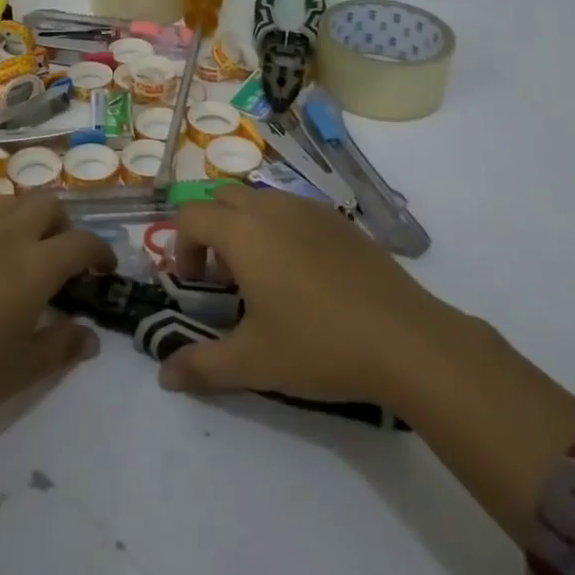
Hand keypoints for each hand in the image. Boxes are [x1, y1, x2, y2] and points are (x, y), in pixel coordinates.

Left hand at [0, 192, 114, 417]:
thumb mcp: (23, 370)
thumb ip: (61, 347)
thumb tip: (90, 337)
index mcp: (36, 266)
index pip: (81, 242)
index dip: (100, 250)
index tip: (104, 268)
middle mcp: (7, 237)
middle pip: (47, 203)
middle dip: (62, 223)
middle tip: (60, 255)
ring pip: (9, 201)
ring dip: (25, 216)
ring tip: (21, 247)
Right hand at [166, 185, 574, 543]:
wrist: (409, 341)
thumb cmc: (320, 345)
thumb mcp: (254, 362)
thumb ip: (202, 365)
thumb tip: (165, 376)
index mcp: (242, 231)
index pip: (190, 216)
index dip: (181, 248)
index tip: (196, 286)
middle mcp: (271, 208)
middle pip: (221, 199)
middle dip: (211, 231)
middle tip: (225, 278)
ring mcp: (310, 209)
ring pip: (259, 201)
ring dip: (246, 227)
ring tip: (264, 277)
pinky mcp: (341, 220)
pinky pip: (294, 210)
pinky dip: (281, 229)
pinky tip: (305, 275)